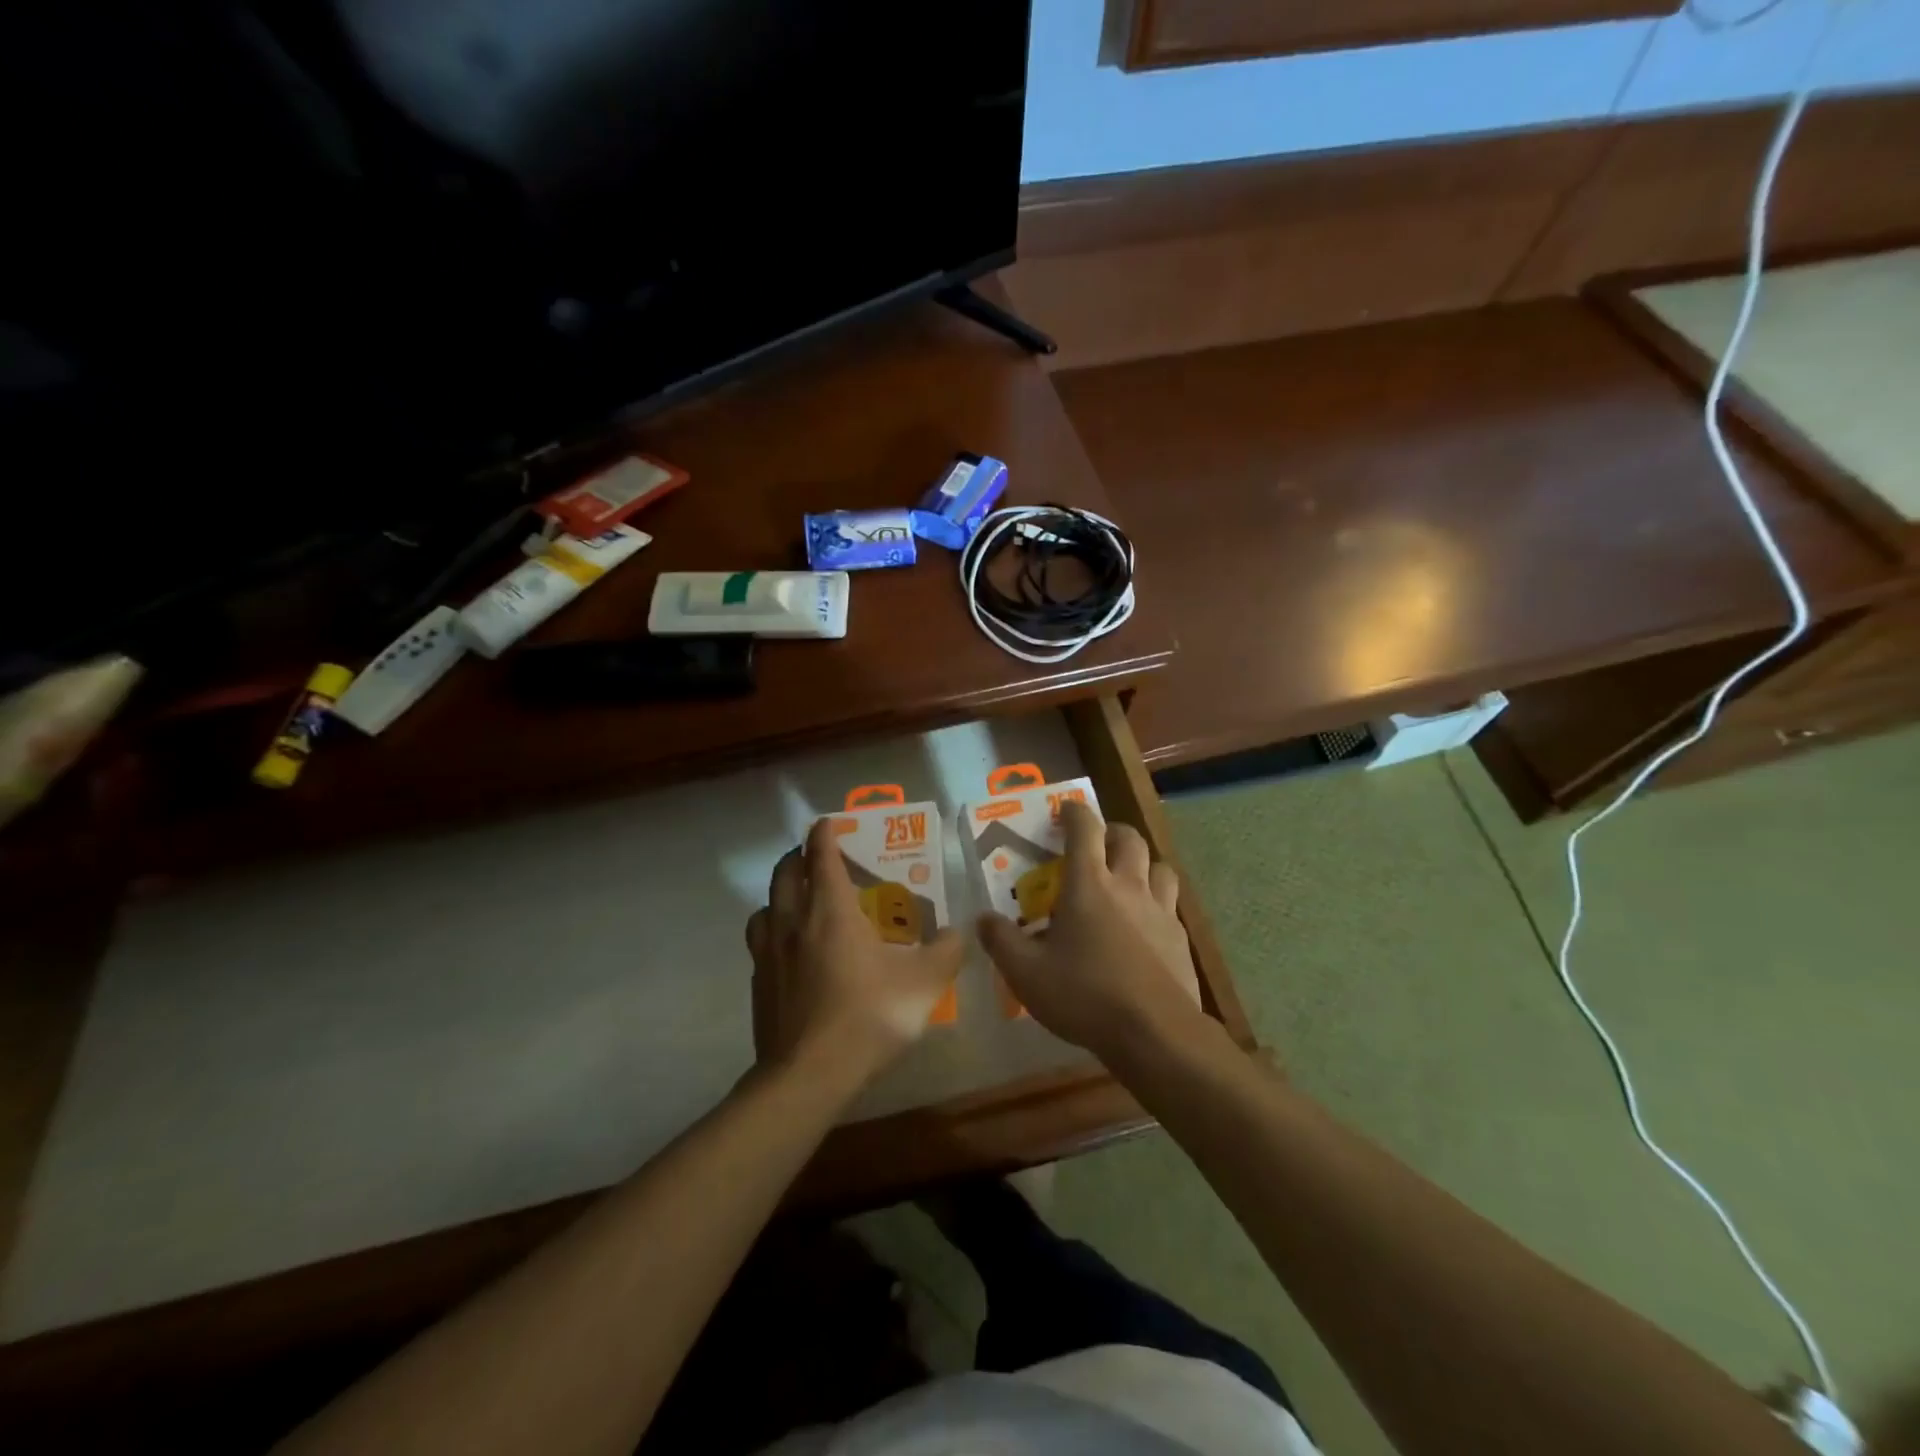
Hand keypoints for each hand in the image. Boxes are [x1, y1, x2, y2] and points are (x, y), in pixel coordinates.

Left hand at [747, 817, 963, 1089]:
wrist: (809, 1074)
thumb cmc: (868, 1016)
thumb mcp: (924, 983)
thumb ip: (946, 952)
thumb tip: (956, 934)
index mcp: (831, 910)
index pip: (821, 856)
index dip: (824, 834)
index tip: (828, 823)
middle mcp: (793, 921)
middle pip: (785, 873)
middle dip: (798, 856)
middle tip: (814, 856)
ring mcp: (768, 953)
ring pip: (765, 906)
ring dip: (780, 894)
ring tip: (797, 903)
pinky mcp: (758, 984)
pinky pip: (760, 943)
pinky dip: (773, 933)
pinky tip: (790, 953)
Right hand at [976, 801, 1204, 1059]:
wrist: (1155, 1033)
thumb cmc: (1085, 996)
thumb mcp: (1027, 974)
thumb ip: (1001, 941)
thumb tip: (983, 918)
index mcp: (1089, 884)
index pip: (1085, 828)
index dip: (1074, 812)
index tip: (1064, 810)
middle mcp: (1128, 885)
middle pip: (1129, 838)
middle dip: (1111, 832)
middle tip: (1096, 844)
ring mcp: (1160, 910)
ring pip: (1159, 866)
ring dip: (1142, 863)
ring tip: (1128, 879)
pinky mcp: (1180, 937)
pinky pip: (1171, 904)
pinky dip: (1157, 902)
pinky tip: (1146, 926)